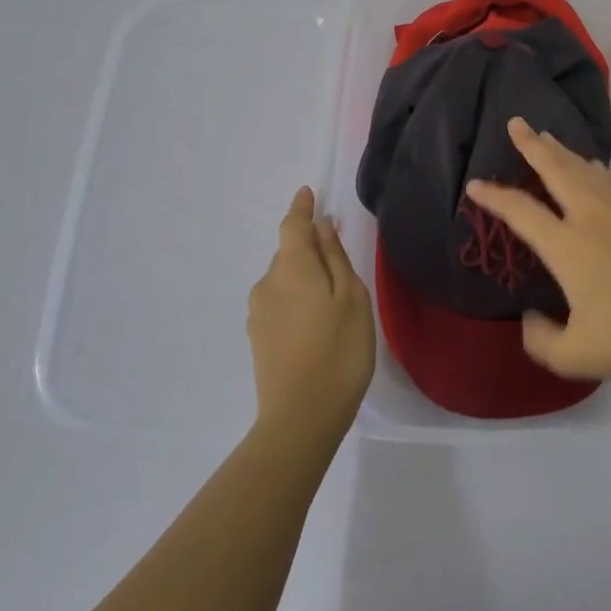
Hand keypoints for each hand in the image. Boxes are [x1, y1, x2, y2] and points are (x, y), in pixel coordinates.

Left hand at [246, 188, 374, 438]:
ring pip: (284, 279)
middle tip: (340, 261)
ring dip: (304, 277)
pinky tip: (316, 323)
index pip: (292, 225)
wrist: (301, 417)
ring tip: (333, 300)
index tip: (308, 193)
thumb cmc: (339, 351)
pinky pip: (279, 301)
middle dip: (310, 248)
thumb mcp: (352, 298)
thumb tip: (323, 226)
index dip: (301, 208)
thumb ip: (336, 258)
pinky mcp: (258, 337)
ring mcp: (258, 312)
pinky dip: (296, 299)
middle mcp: (267, 283)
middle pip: (289, 252)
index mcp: (292, 267)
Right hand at [464, 118, 610, 385]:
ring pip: (586, 169)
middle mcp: (592, 218)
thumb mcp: (573, 357)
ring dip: (563, 151)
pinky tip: (593, 167)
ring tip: (547, 138)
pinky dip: (594, 168)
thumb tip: (530, 317)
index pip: (521, 211)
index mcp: (568, 247)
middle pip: (557, 170)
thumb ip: (540, 339)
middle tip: (516, 123)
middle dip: (532, 144)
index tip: (475, 184)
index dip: (494, 196)